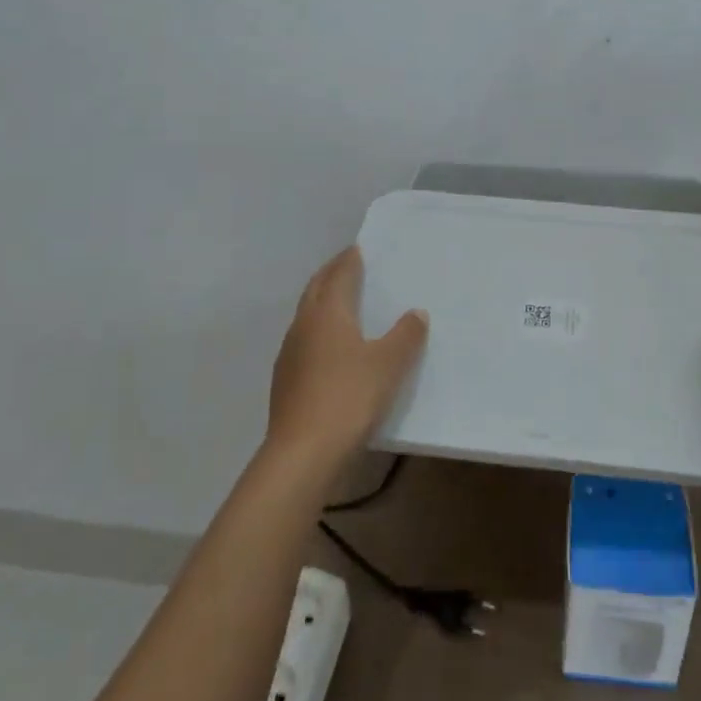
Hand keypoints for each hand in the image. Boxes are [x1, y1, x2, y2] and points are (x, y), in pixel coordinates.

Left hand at [266, 247, 427, 481]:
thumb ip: (405, 336)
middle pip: (315, 290)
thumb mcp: (388, 365)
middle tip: (346, 265)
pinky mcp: (285, 380)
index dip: (349, 261)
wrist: (303, 452)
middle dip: (330, 274)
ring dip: (321, 302)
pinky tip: (329, 347)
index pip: (339, 276)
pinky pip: (303, 341)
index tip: (357, 249)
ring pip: (306, 315)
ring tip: (340, 302)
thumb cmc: (349, 397)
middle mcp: (304, 326)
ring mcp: (289, 354)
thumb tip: (416, 313)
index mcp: (328, 314)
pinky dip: (317, 331)